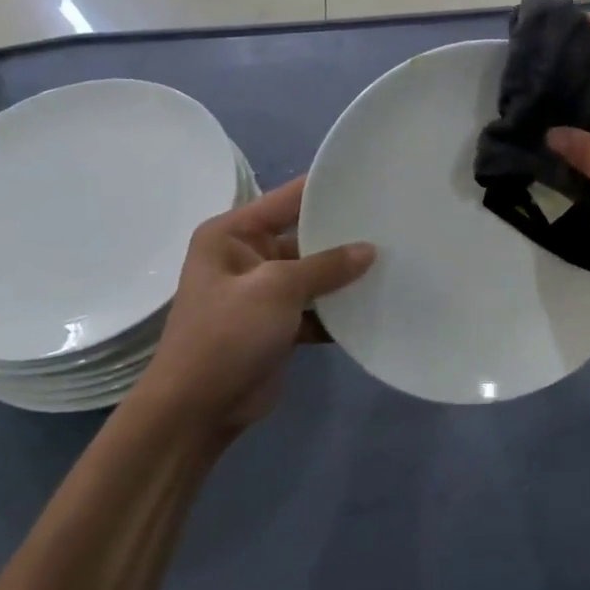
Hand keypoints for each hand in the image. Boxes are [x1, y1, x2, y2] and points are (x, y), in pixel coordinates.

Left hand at [132, 176, 372, 437]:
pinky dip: (337, 309)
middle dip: (344, 235)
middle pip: (305, 236)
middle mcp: (246, 256)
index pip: (287, 199)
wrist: (196, 411)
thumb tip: (369, 250)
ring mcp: (262, 293)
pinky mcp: (277, 325)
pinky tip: (374, 303)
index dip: (326, 188)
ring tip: (393, 261)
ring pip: (314, 274)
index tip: (370, 178)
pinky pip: (315, 307)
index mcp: (232, 234)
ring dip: (345, 276)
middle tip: (392, 223)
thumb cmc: (227, 335)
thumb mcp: (277, 288)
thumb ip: (326, 265)